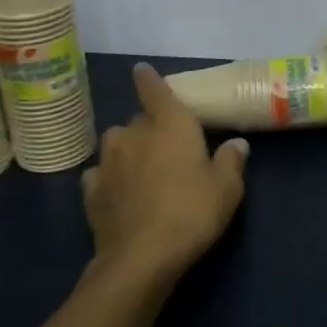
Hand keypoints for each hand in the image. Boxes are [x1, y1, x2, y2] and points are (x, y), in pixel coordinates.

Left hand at [82, 63, 248, 280]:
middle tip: (168, 147)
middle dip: (151, 127)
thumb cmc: (191, 211)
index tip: (141, 69)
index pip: (155, 90)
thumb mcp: (227, 188)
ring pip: (117, 144)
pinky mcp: (91, 191)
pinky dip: (110, 177)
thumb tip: (236, 143)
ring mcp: (107, 161)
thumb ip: (231, 160)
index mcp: (169, 124)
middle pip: (140, 120)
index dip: (149, 78)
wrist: (141, 257)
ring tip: (142, 168)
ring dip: (128, 150)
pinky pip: (101, 173)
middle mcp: (134, 134)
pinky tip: (120, 192)